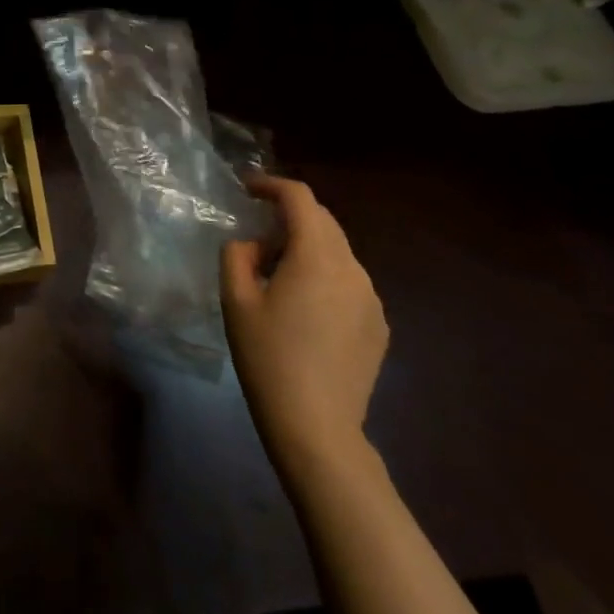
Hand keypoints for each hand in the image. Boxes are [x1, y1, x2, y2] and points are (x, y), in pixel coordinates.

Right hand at [221, 176, 387, 468]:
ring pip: (337, 252)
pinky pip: (349, 282)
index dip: (272, 185)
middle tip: (256, 239)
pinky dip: (324, 276)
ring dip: (307, 248)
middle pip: (323, 221)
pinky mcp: (378, 325)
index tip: (247, 189)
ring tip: (277, 277)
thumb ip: (237, 256)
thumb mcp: (235, 301)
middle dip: (289, 217)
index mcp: (316, 256)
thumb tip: (251, 245)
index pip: (300, 198)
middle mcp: (352, 269)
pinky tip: (304, 310)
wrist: (317, 428)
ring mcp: (371, 298)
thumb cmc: (268, 358)